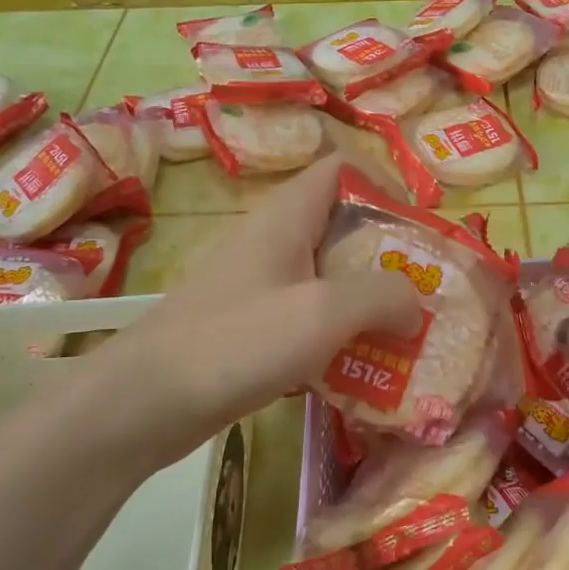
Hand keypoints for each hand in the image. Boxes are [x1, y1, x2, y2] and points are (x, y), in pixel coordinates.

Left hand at [69, 157, 421, 474]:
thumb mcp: (322, 312)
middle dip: (387, 253)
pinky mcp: (249, 323)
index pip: (342, 168)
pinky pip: (306, 313)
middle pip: (342, 224)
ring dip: (366, 298)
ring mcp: (258, 282)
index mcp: (287, 216)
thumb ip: (381, 296)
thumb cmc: (237, 341)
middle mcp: (273, 239)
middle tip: (423, 290)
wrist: (145, 401)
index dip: (385, 184)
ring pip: (326, 273)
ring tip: (402, 331)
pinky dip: (337, 330)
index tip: (419, 227)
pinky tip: (356, 365)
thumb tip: (415, 303)